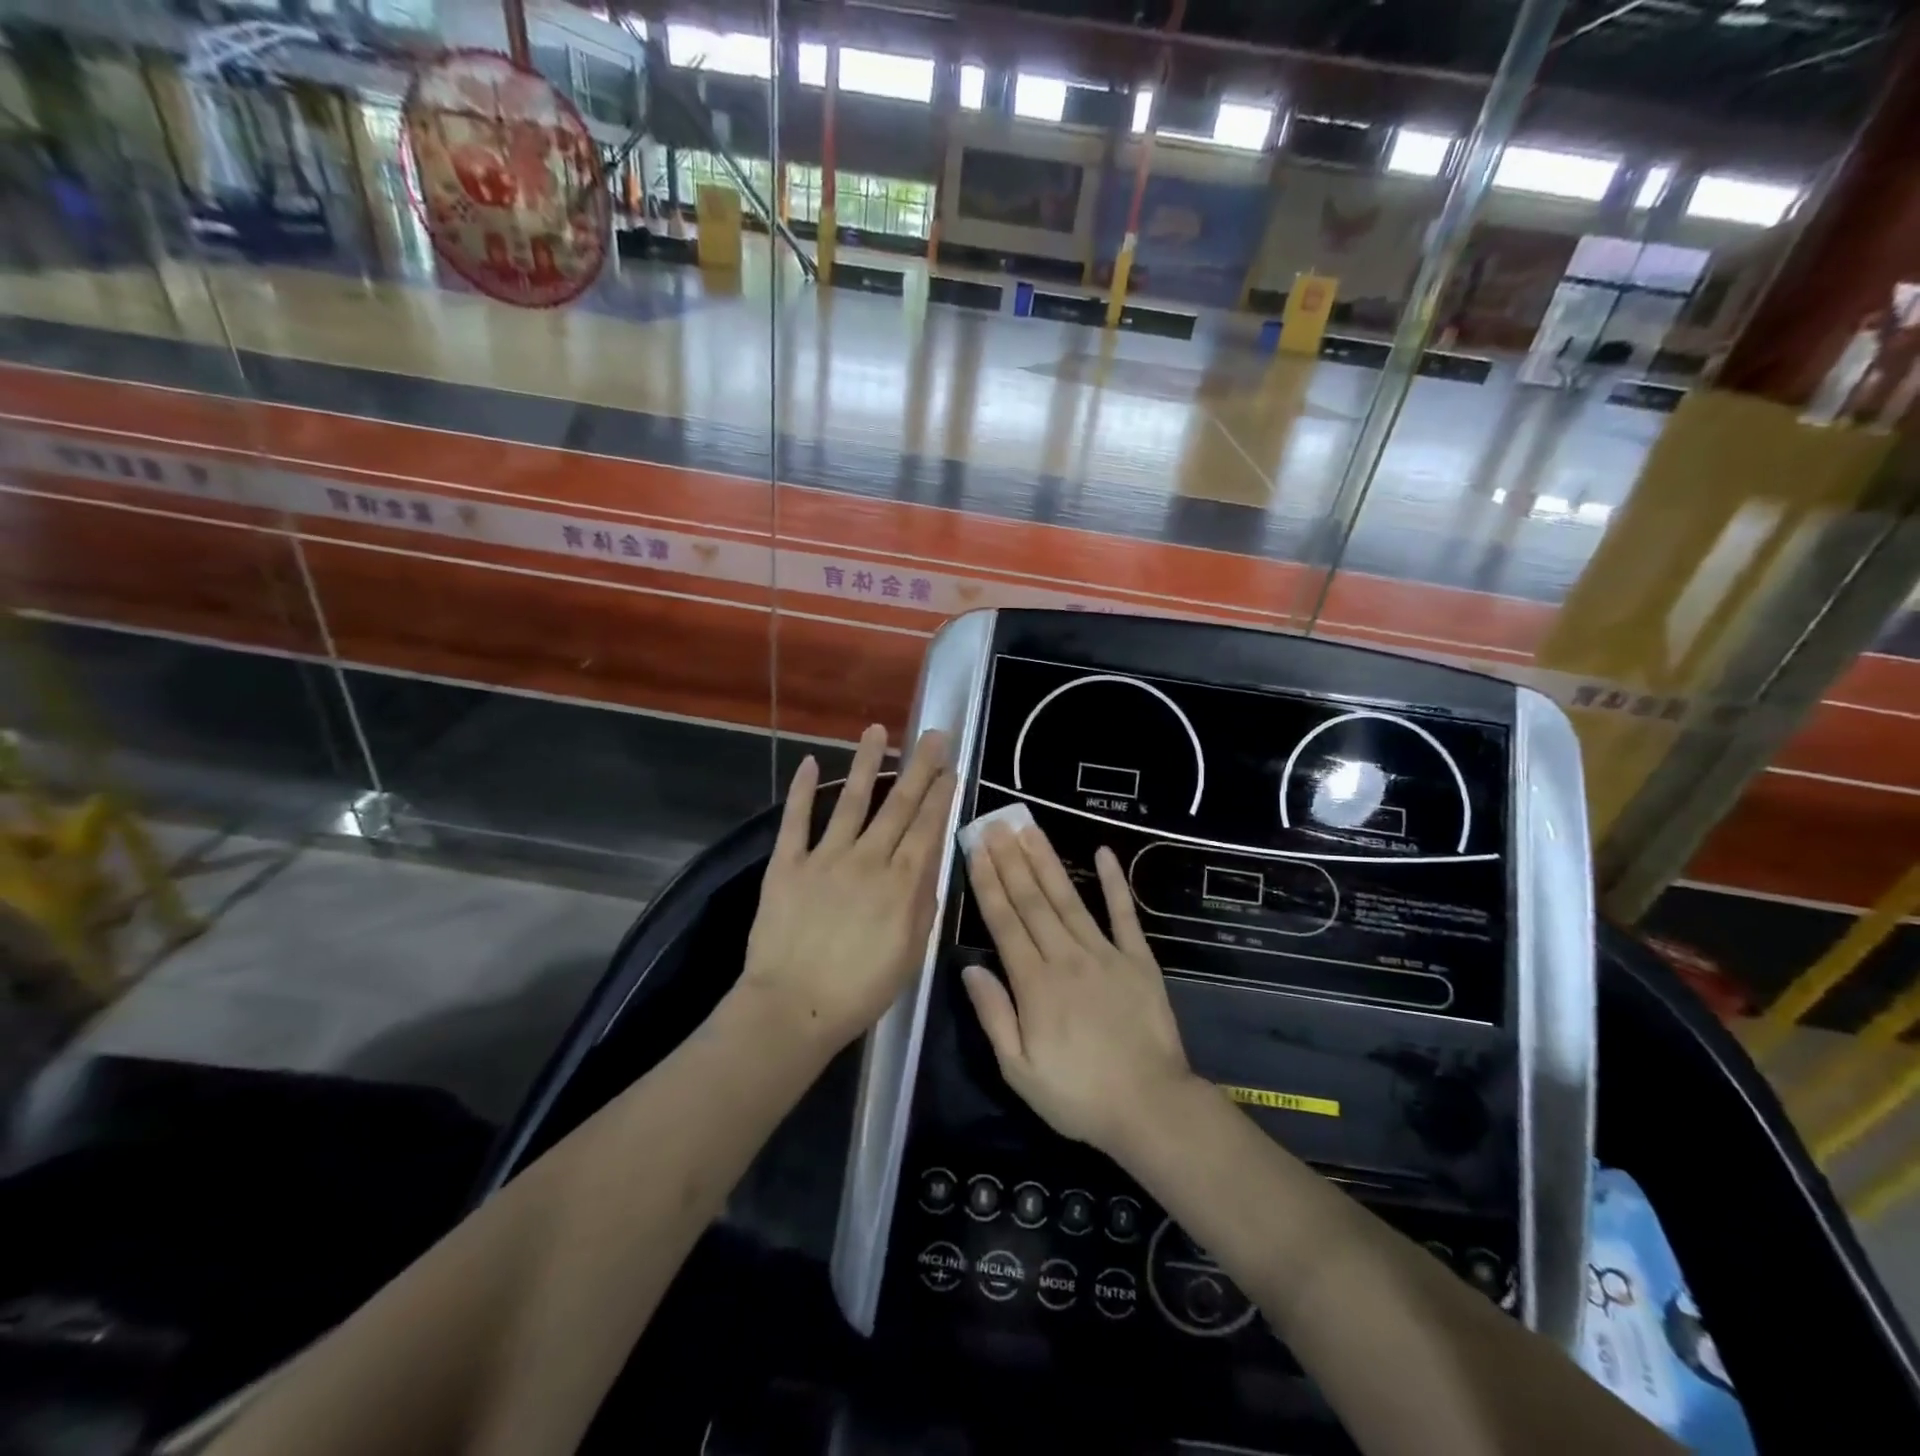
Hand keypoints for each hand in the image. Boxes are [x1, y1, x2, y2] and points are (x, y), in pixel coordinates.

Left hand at [739, 724, 953, 1048]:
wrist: (793, 1008)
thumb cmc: (860, 991)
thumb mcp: (910, 954)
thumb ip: (922, 905)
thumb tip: (931, 864)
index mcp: (901, 884)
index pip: (926, 827)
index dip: (940, 794)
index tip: (950, 767)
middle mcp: (868, 859)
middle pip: (898, 805)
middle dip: (918, 767)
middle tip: (932, 735)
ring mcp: (825, 857)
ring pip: (851, 800)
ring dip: (866, 763)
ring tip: (876, 730)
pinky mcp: (788, 864)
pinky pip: (797, 821)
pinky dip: (803, 791)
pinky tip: (810, 762)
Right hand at [961, 824, 1194, 1155]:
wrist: (1150, 1107)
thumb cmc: (1078, 1095)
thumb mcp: (1019, 1069)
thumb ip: (994, 1014)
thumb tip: (969, 967)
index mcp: (1034, 984)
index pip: (1005, 922)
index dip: (988, 883)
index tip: (976, 850)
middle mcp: (1065, 957)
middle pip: (1032, 901)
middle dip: (1011, 860)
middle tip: (997, 825)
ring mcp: (1105, 954)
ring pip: (1068, 899)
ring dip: (1046, 862)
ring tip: (1029, 830)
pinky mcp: (1138, 960)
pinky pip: (1124, 915)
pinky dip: (1115, 883)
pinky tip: (1103, 854)